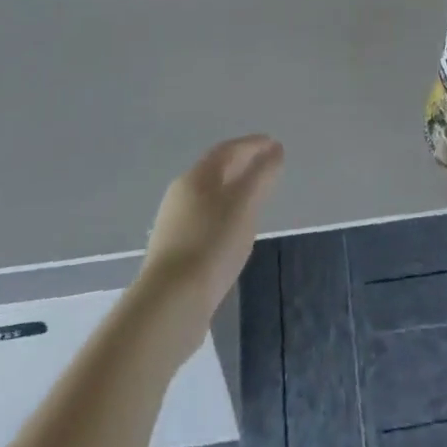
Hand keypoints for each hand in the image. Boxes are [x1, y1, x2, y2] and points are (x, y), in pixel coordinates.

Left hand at [138, 135, 283, 342]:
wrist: (170, 303)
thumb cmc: (213, 243)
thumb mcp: (245, 204)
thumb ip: (262, 174)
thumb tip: (275, 150)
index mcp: (196, 177)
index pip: (227, 149)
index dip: (252, 144)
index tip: (274, 144)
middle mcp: (180, 194)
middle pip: (215, 171)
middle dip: (242, 166)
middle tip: (266, 168)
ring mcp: (173, 224)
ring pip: (209, 198)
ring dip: (232, 193)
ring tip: (254, 200)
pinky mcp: (173, 253)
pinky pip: (204, 222)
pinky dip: (223, 216)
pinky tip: (233, 233)